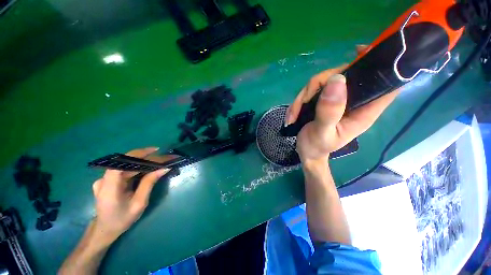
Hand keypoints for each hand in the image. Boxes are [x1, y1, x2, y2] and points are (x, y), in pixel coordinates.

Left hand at [91, 147, 170, 243]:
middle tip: (166, 159)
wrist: (105, 229)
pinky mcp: (109, 180)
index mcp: (109, 188)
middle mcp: (104, 179)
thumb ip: (149, 183)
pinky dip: (139, 168)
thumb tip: (164, 168)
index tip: (155, 150)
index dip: (137, 154)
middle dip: (148, 159)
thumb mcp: (139, 203)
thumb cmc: (122, 219)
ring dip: (145, 163)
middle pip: (128, 163)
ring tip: (162, 163)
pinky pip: (126, 170)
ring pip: (128, 166)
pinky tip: (150, 169)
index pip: (120, 163)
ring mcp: (105, 179)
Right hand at [286, 45, 399, 164]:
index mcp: (363, 111)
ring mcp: (336, 100)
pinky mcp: (323, 100)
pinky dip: (298, 101)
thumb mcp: (322, 133)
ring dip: (302, 97)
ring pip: (323, 82)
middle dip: (320, 84)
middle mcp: (352, 101)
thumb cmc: (317, 147)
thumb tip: (336, 80)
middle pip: (344, 75)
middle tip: (303, 101)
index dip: (382, 65)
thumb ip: (329, 111)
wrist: (306, 152)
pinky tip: (293, 114)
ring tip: (293, 115)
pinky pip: (311, 91)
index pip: (385, 84)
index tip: (361, 52)